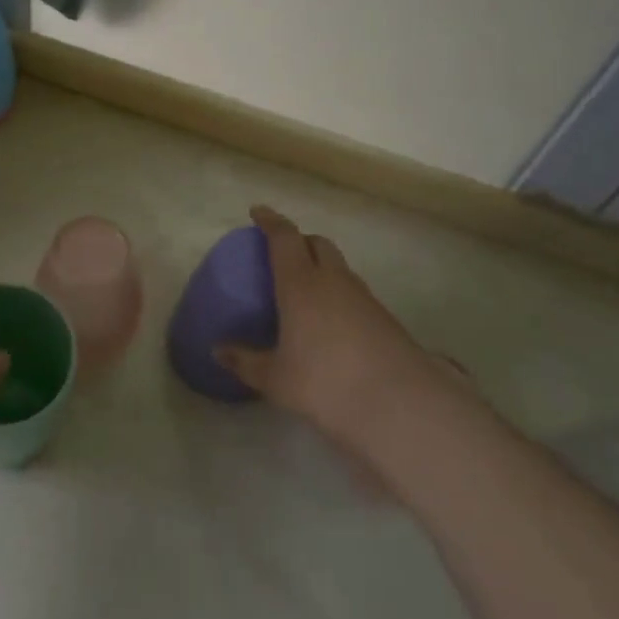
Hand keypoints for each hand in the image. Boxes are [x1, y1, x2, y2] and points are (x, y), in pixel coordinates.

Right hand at [215, 206, 473, 470]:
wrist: (401, 405)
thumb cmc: (326, 384)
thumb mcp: (276, 379)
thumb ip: (245, 361)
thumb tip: (218, 351)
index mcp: (301, 284)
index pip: (285, 238)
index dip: (270, 221)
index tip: (257, 212)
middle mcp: (333, 281)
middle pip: (317, 243)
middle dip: (299, 240)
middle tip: (282, 252)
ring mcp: (364, 298)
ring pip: (339, 266)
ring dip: (321, 265)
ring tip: (305, 288)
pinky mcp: (385, 318)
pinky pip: (354, 291)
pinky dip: (338, 291)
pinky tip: (331, 320)